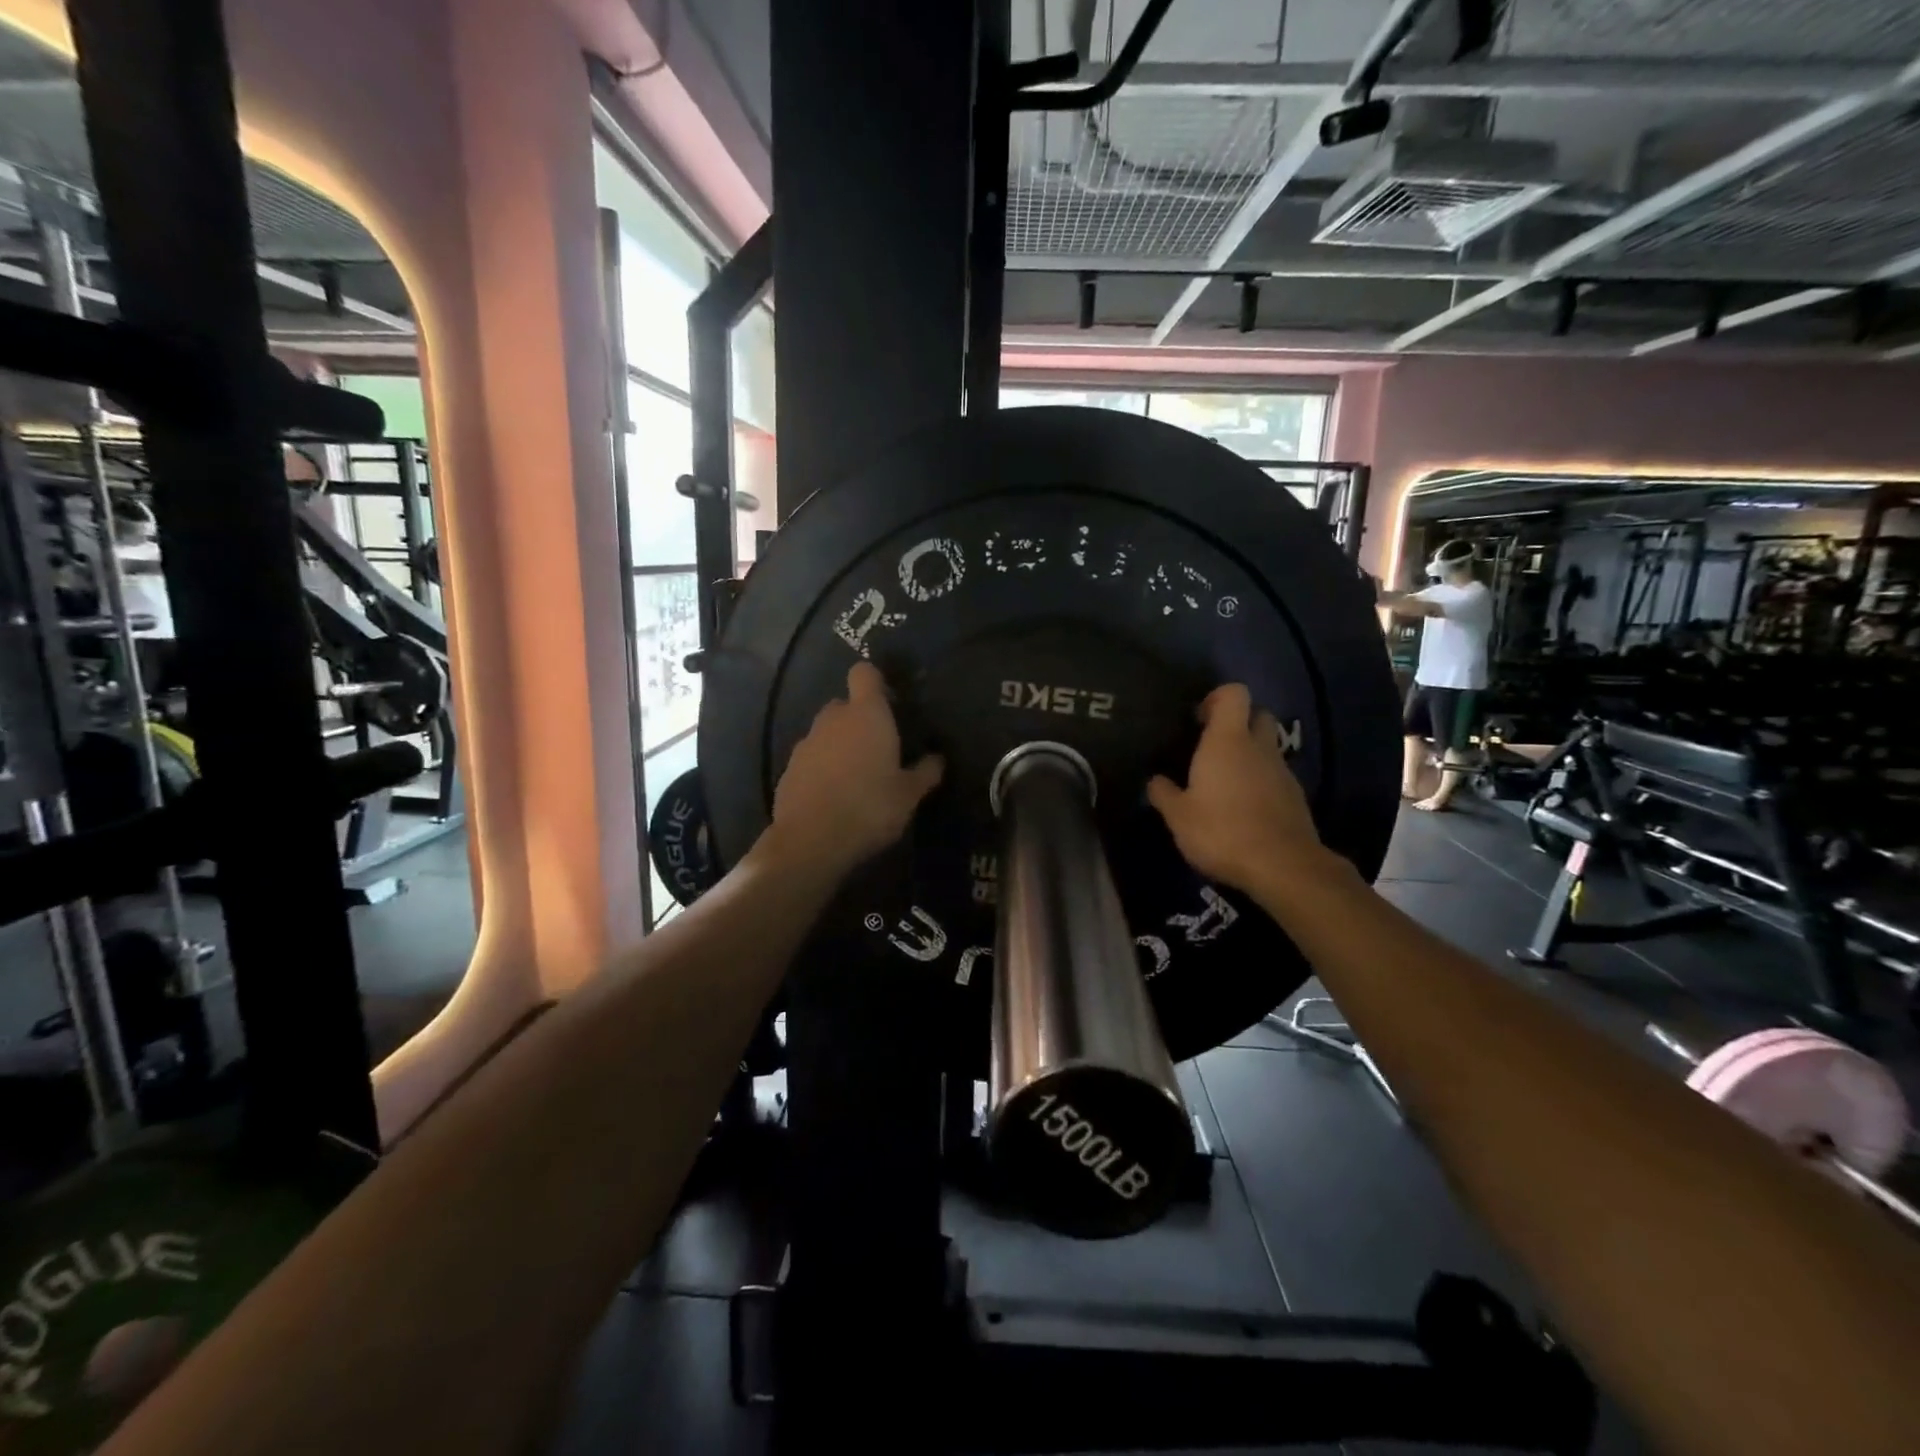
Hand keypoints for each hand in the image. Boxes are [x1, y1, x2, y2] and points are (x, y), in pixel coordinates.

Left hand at [767, 662, 944, 875]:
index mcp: (867, 715)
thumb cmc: (870, 808)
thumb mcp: (909, 795)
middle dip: (859, 719)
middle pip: (845, 704)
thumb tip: (937, 759)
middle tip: (879, 748)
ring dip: (839, 745)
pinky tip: (833, 796)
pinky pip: (811, 758)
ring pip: (826, 732)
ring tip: (856, 777)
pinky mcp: (788, 768)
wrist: (811, 840)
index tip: (890, 703)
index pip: (864, 673)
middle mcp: (833, 719)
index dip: (876, 682)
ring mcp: (806, 743)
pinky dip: (821, 768)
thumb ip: (925, 772)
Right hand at [1147, 685, 1332, 894]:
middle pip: (1258, 714)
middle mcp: (1259, 747)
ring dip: (1249, 755)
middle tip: (1212, 747)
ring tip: (1224, 783)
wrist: (1282, 866)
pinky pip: (1276, 775)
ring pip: (1268, 747)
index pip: (1234, 694)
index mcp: (1228, 741)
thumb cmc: (1222, 831)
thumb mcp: (1178, 817)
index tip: (1197, 720)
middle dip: (1238, 722)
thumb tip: (1155, 781)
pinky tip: (1244, 808)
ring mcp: (1282, 771)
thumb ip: (1163, 793)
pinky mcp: (1296, 797)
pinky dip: (1261, 781)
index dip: (1216, 698)